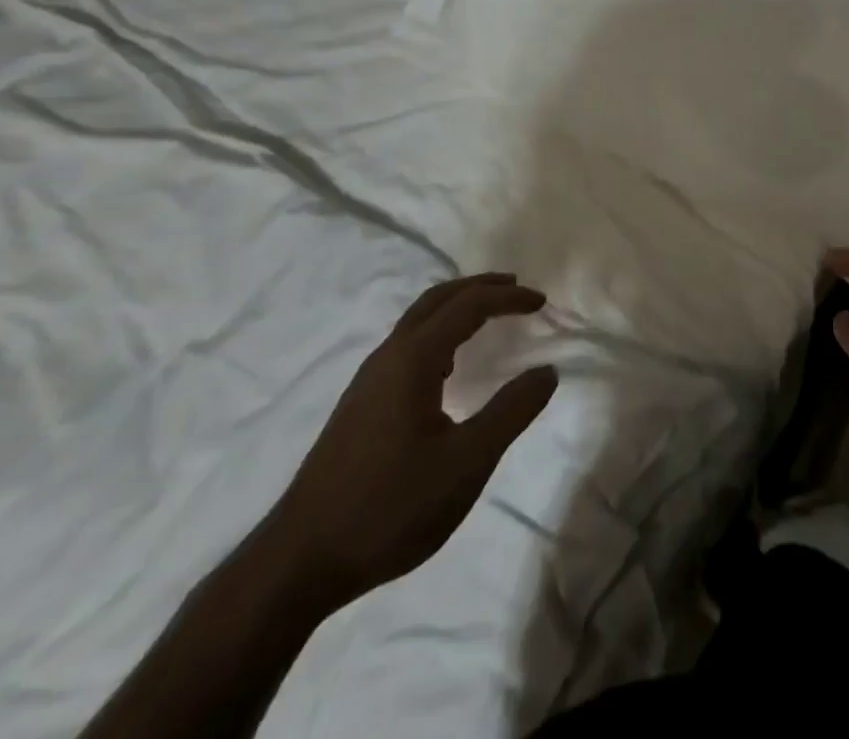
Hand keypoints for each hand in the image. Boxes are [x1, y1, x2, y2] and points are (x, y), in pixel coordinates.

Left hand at [259, 273, 557, 609]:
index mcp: (413, 359)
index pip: (468, 306)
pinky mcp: (360, 405)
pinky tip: (447, 365)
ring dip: (456, 307)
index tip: (541, 302)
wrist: (300, 561)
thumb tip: (548, 371)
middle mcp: (388, 357)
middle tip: (515, 288)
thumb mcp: (466, 463)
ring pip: (417, 320)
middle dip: (479, 287)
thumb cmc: (390, 507)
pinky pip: (406, 344)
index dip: (508, 297)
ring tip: (487, 316)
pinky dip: (438, 331)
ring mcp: (368, 380)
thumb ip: (511, 412)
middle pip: (437, 299)